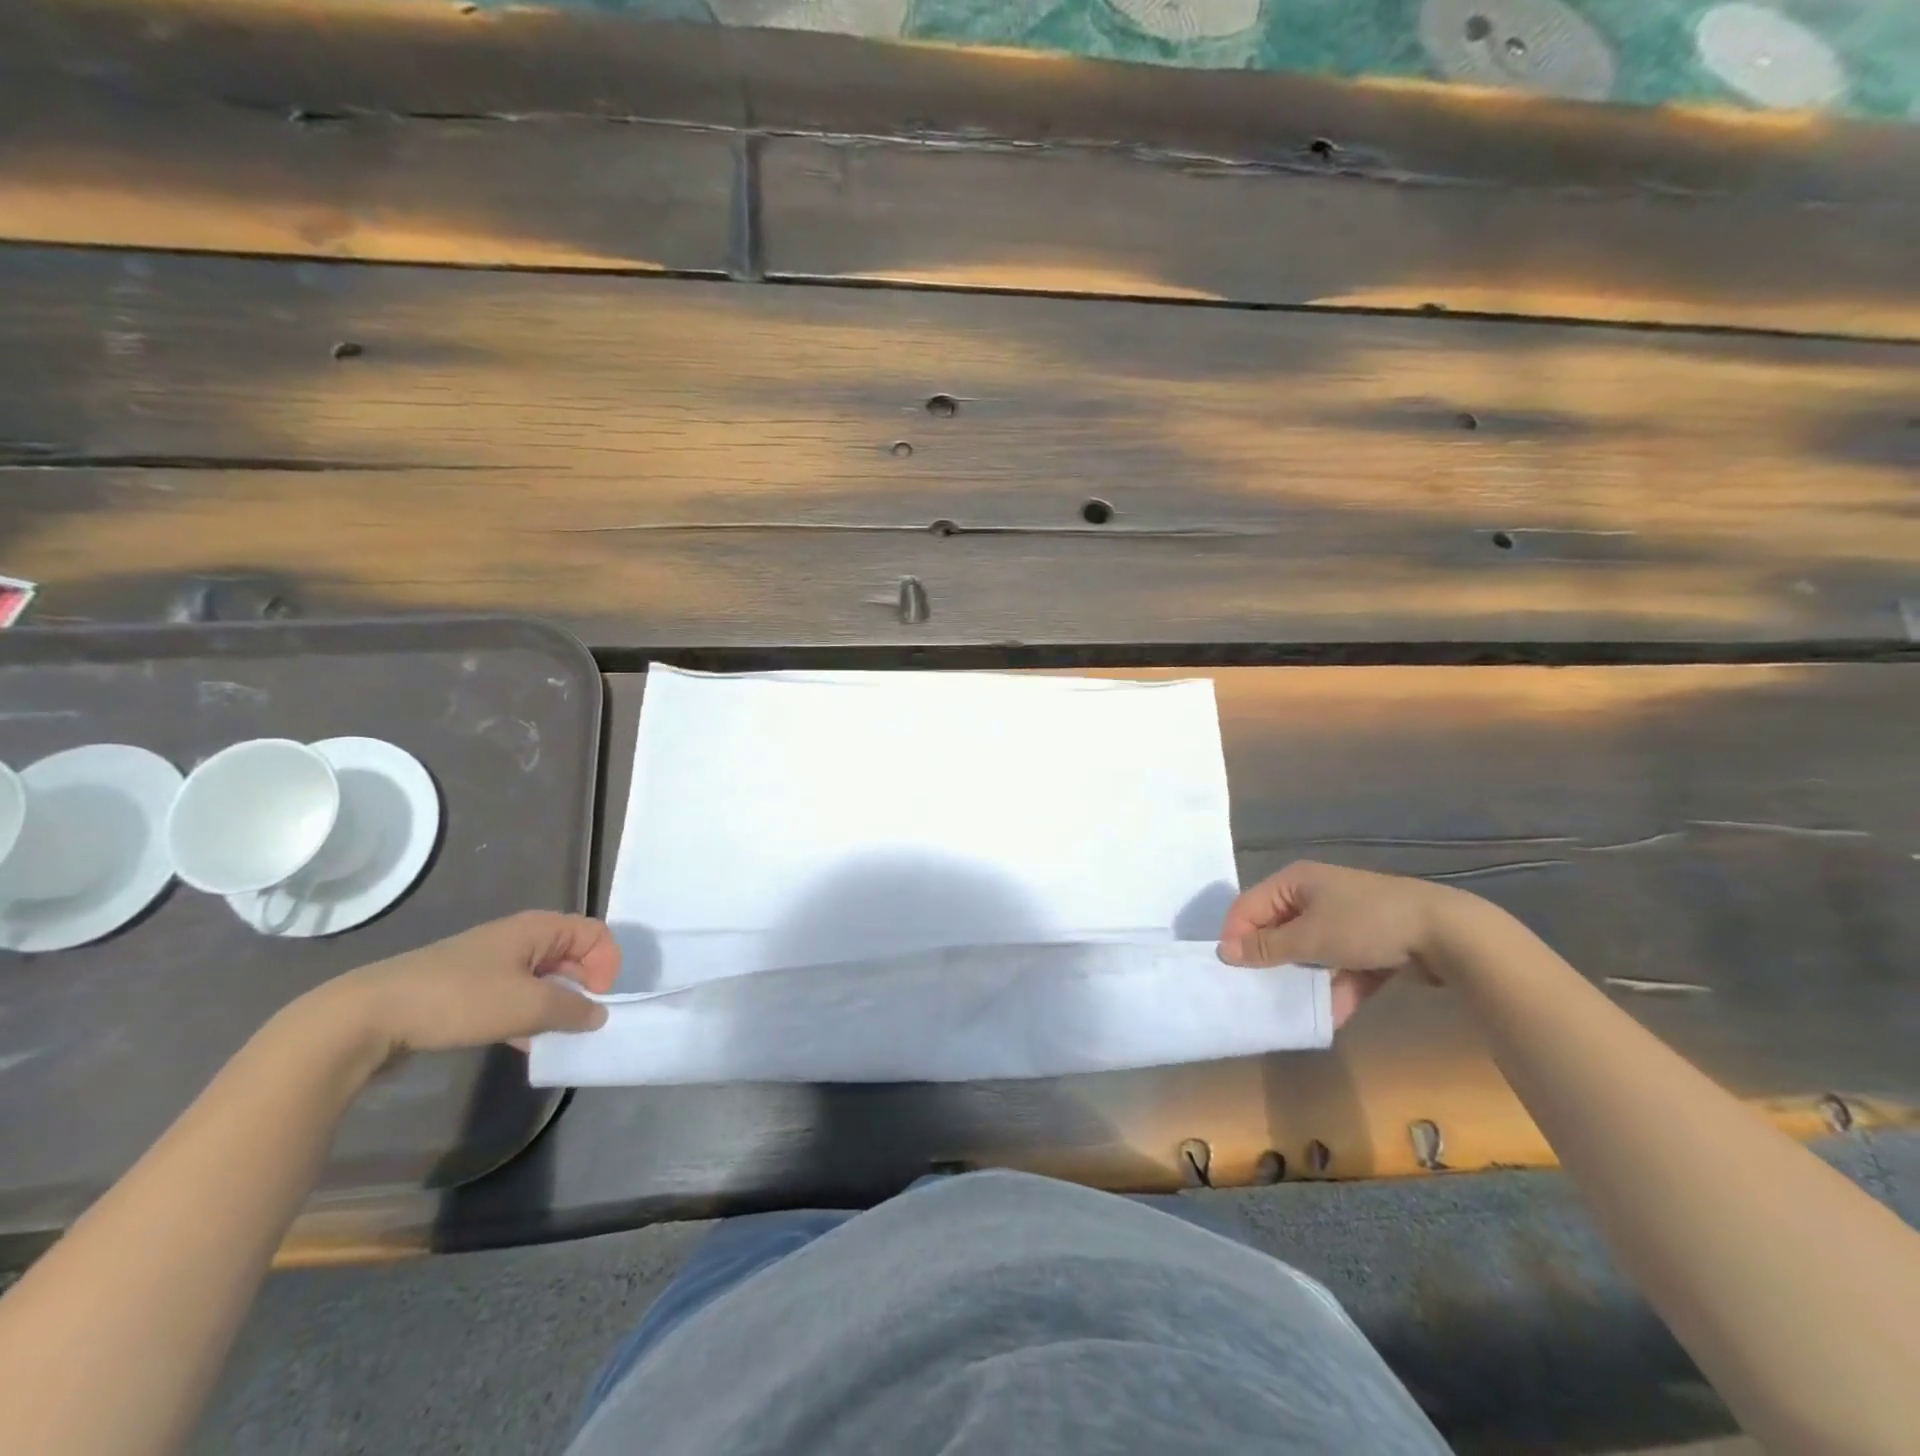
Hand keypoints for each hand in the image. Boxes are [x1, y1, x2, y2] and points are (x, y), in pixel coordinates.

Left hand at [325, 911, 621, 1063]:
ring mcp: (492, 963)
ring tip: (557, 1035)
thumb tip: (598, 1014)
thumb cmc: (459, 1000)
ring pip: (544, 979)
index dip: (607, 964)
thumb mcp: (527, 1006)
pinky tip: (525, 1044)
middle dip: (585, 986)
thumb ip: (572, 1009)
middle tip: (584, 1020)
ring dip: (557, 1005)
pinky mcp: (469, 989)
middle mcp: (519, 938)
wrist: (370, 1017)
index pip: (595, 934)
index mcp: (538, 928)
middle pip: (572, 954)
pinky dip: (529, 1016)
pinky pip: (516, 996)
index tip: (599, 1000)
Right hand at [1217, 861, 1474, 1026]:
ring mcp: (1345, 918)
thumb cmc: (1365, 924)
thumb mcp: (1310, 937)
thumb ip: (1266, 947)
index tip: (1232, 972)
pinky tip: (1334, 1015)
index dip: (1237, 937)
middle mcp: (1316, 894)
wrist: (1446, 932)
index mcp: (1294, 881)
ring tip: (1294, 1008)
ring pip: (1311, 951)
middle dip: (1271, 962)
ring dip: (1305, 979)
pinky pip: (1342, 965)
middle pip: (1278, 930)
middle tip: (1258, 992)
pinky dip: (1337, 987)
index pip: (1248, 907)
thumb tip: (1225, 952)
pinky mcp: (1370, 941)